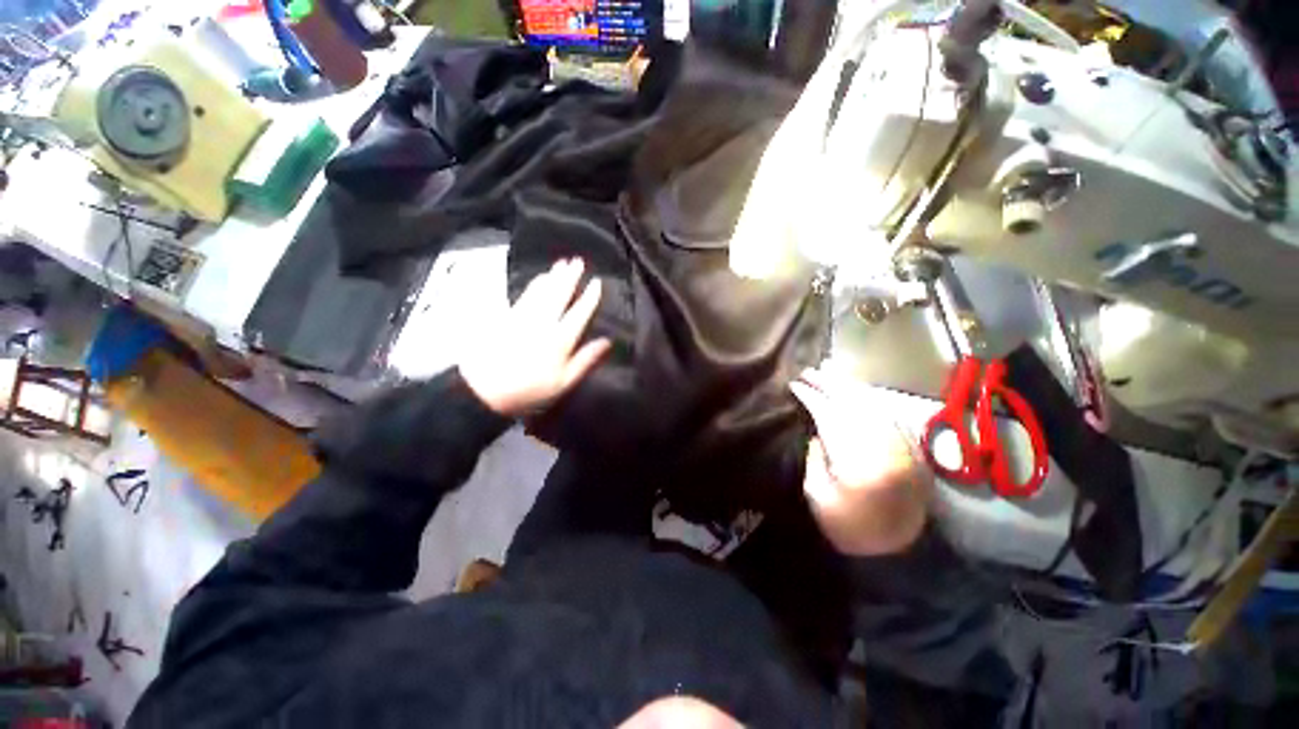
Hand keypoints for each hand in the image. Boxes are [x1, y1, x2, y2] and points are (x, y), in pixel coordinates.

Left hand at [459, 258, 611, 416]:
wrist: (482, 390)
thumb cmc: (528, 390)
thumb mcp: (563, 382)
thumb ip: (586, 360)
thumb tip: (607, 341)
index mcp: (560, 339)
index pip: (579, 313)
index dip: (590, 297)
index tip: (597, 282)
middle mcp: (543, 322)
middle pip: (559, 295)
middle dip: (570, 277)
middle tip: (578, 261)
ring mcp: (523, 317)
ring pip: (541, 291)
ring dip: (553, 276)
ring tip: (561, 264)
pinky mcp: (506, 316)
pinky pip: (524, 295)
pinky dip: (534, 284)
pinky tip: (539, 278)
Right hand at [790, 365, 931, 555]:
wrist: (898, 552)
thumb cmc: (849, 527)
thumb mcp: (817, 494)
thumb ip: (816, 455)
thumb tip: (816, 429)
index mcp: (858, 460)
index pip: (830, 415)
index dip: (810, 397)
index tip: (793, 385)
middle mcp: (884, 445)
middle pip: (853, 402)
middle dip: (828, 383)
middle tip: (808, 371)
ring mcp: (902, 444)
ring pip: (872, 402)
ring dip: (847, 385)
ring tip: (827, 371)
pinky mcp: (911, 446)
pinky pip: (886, 411)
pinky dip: (867, 396)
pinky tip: (854, 389)